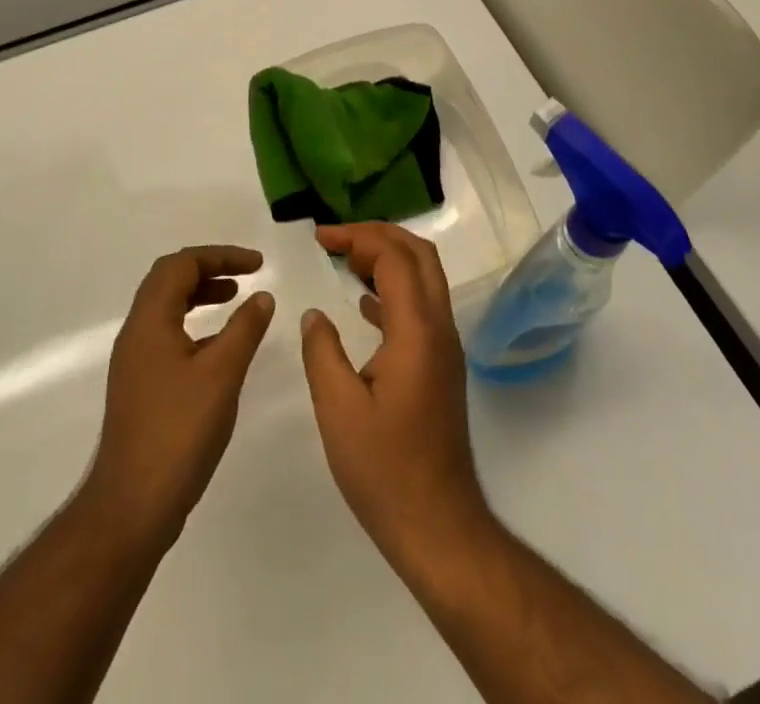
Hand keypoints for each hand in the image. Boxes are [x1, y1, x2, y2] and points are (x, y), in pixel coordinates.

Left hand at [84, 246, 276, 546]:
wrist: (130, 506)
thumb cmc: (178, 432)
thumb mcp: (222, 374)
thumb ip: (244, 329)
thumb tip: (262, 296)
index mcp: (150, 321)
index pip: (181, 265)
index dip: (221, 256)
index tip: (258, 265)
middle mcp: (136, 333)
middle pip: (169, 280)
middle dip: (209, 269)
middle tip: (245, 275)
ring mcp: (134, 361)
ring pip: (166, 308)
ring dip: (200, 295)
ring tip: (235, 300)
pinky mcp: (139, 386)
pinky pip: (167, 334)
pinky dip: (194, 324)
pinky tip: (219, 347)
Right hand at [300, 224, 491, 569]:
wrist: (438, 525)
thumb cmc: (385, 469)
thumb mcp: (338, 410)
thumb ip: (322, 352)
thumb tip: (314, 314)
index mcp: (416, 330)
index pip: (394, 257)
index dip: (357, 237)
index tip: (320, 238)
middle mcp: (439, 328)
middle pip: (419, 254)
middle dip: (378, 235)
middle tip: (336, 240)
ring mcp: (445, 347)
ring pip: (424, 277)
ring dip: (388, 258)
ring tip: (345, 260)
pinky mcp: (441, 365)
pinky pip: (421, 305)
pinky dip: (394, 288)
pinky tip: (363, 303)